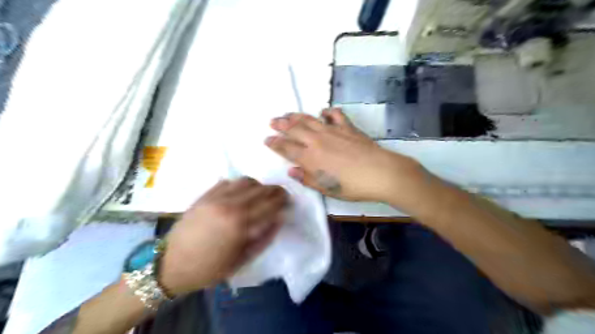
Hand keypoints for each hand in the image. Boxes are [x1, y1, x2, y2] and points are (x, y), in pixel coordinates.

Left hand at [158, 178, 287, 293]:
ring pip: (245, 181)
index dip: (282, 201)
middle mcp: (230, 206)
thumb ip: (264, 238)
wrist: (172, 265)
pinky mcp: (205, 196)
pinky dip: (239, 185)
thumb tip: (279, 219)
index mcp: (240, 225)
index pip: (270, 206)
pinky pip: (227, 182)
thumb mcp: (242, 260)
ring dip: (258, 185)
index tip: (289, 201)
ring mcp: (216, 198)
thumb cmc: (210, 268)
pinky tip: (240, 193)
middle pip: (261, 190)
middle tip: (281, 194)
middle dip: (275, 190)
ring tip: (261, 193)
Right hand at [265, 109, 421, 202]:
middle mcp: (317, 141)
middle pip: (294, 130)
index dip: (275, 144)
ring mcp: (332, 131)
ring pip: (310, 120)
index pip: (287, 149)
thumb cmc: (351, 186)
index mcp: (310, 158)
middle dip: (281, 125)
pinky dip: (328, 112)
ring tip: (288, 114)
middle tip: (272, 121)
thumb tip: (292, 171)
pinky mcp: (347, 127)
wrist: (380, 173)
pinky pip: (335, 115)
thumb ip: (307, 178)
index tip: (266, 139)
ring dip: (297, 116)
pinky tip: (324, 112)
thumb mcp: (326, 188)